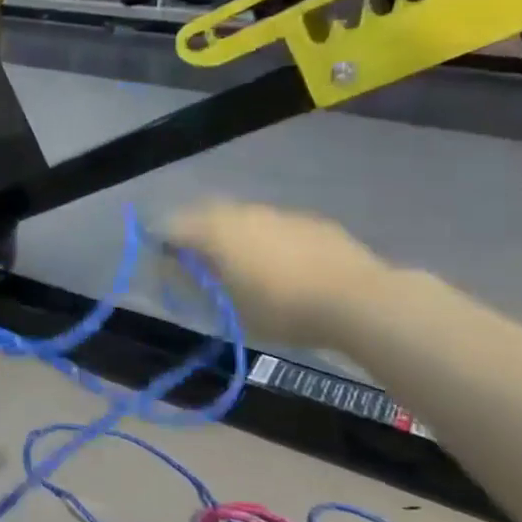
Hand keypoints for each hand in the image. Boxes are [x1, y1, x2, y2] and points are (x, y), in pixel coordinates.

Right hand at [167, 202, 392, 349]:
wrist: (360, 300)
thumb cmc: (282, 309)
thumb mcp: (229, 309)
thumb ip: (198, 286)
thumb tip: (177, 271)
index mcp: (215, 231)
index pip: (171, 226)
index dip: (162, 243)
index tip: (163, 265)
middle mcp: (243, 212)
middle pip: (205, 215)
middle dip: (196, 235)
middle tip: (199, 265)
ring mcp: (280, 213)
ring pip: (243, 218)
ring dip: (234, 235)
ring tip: (242, 268)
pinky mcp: (312, 221)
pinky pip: (275, 226)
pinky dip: (266, 240)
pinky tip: (281, 266)